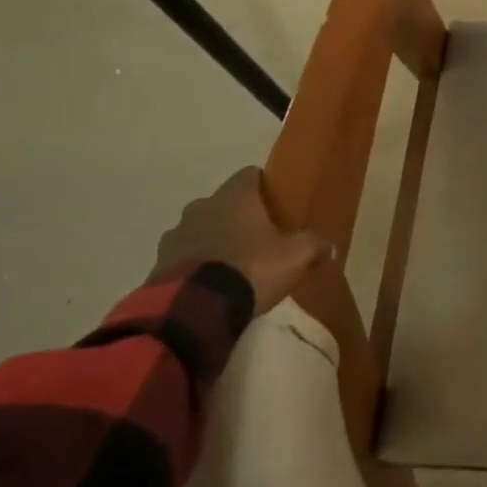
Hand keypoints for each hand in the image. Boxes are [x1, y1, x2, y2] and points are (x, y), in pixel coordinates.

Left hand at [150, 168, 317, 314]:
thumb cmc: (250, 269)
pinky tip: (212, 285)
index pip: (251, 174)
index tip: (279, 204)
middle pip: (224, 203)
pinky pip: (183, 258)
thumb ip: (314, 245)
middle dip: (239, 217)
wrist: (191, 311)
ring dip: (214, 242)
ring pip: (200, 230)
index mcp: (234, 197)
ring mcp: (174, 237)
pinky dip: (196, 266)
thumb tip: (329, 245)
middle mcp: (200, 207)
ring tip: (234, 266)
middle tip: (260, 239)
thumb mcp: (296, 256)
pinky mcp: (157, 266)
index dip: (266, 186)